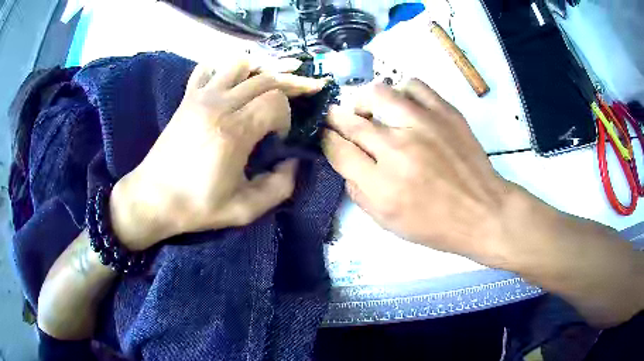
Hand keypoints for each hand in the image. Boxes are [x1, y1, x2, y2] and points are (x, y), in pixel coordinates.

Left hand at [110, 59, 326, 250]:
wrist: (153, 198)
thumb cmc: (197, 206)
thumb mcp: (244, 210)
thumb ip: (279, 188)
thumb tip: (292, 162)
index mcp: (234, 132)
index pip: (277, 101)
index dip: (287, 116)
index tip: (279, 138)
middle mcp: (219, 105)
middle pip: (266, 77)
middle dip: (292, 81)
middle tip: (308, 88)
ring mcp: (201, 97)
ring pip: (240, 64)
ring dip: (262, 69)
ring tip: (274, 79)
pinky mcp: (188, 98)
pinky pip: (208, 69)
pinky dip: (225, 69)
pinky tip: (232, 80)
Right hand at [323, 79, 515, 263]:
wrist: (482, 212)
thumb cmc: (435, 225)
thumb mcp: (387, 222)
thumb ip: (358, 192)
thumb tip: (345, 161)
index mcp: (381, 185)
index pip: (337, 149)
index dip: (326, 139)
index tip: (326, 135)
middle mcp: (398, 150)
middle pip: (352, 120)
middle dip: (336, 117)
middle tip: (336, 117)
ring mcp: (424, 125)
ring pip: (379, 93)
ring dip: (365, 100)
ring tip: (370, 110)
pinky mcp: (445, 112)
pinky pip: (414, 86)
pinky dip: (401, 92)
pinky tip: (404, 106)